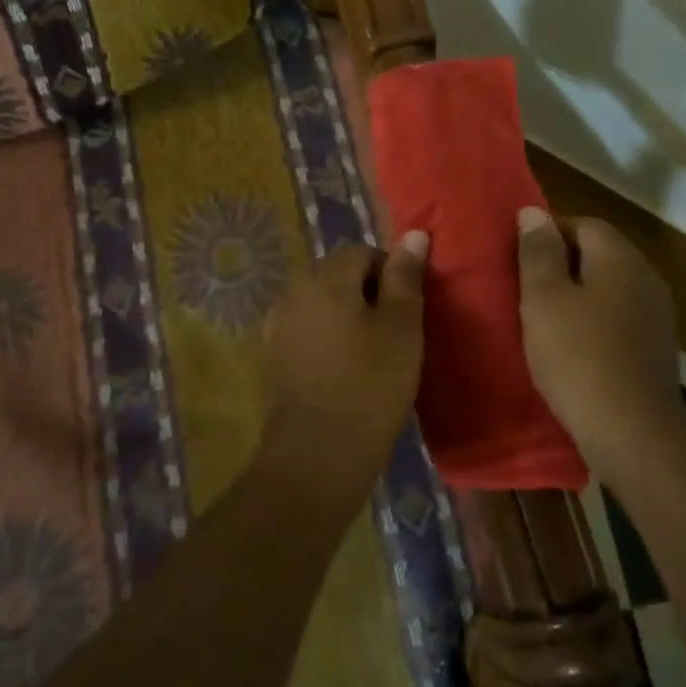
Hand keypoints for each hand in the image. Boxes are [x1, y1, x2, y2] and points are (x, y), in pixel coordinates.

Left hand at [259, 234, 428, 507]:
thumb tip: (414, 233)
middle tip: (393, 334)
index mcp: (325, 277)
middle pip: (337, 275)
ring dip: (345, 316)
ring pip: (321, 303)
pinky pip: (306, 330)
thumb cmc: (371, 384)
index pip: (362, 252)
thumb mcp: (402, 327)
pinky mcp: (272, 354)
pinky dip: (325, 338)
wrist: (318, 453)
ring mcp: (277, 323)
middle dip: (366, 294)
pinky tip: (342, 370)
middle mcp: (294, 290)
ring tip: (370, 354)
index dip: (390, 275)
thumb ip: (405, 276)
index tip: (407, 312)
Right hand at [517, 207, 682, 481]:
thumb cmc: (578, 357)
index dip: (546, 234)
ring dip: (576, 295)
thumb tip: (534, 211)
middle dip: (559, 264)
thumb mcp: (544, 299)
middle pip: (598, 253)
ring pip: (608, 288)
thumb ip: (538, 252)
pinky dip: (592, 322)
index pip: (582, 223)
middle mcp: (645, 277)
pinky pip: (617, 318)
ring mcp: (656, 314)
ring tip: (540, 318)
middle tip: (522, 288)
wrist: (633, 433)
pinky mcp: (655, 347)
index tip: (516, 258)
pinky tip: (570, 347)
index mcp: (620, 258)